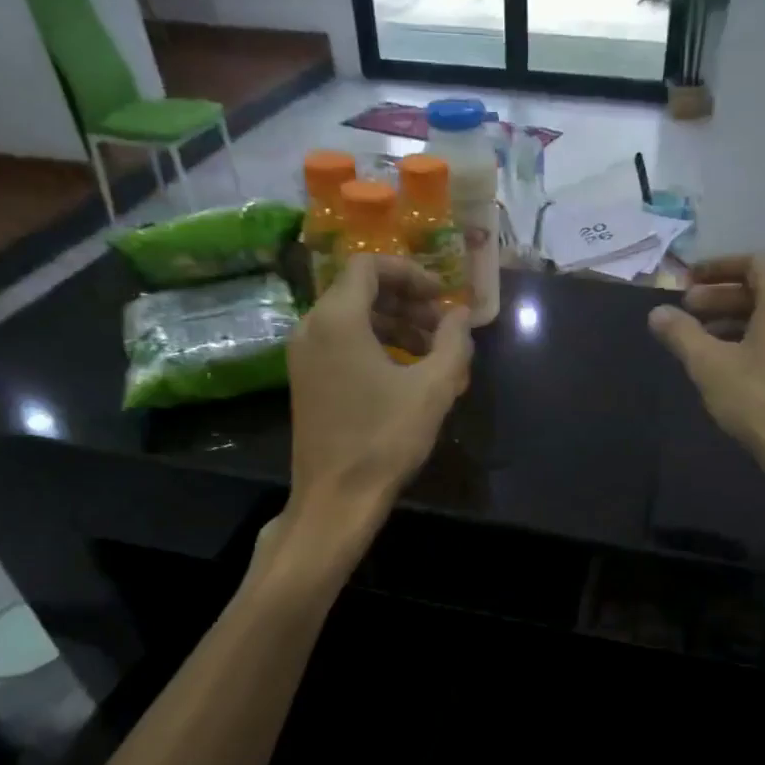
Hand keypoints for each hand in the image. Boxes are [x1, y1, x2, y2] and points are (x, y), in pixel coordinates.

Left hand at [284, 254, 471, 538]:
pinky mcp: (306, 381)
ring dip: (393, 324)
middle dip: (405, 301)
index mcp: (337, 319)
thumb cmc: (385, 439)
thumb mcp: (433, 389)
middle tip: (442, 326)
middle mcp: (312, 328)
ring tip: (431, 352)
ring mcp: (303, 356)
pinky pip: (340, 344)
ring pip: (351, 319)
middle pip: (359, 291)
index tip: (441, 295)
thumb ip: (454, 343)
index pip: (369, 267)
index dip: (409, 273)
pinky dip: (374, 344)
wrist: (336, 498)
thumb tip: (461, 315)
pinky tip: (404, 373)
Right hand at [648, 255, 764, 492]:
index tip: (688, 280)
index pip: (754, 262)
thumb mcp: (709, 365)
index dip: (718, 268)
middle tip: (687, 310)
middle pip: (764, 287)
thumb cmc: (758, 401)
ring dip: (736, 316)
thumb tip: (656, 312)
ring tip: (701, 335)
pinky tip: (729, 358)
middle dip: (722, 295)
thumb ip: (681, 333)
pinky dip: (756, 334)